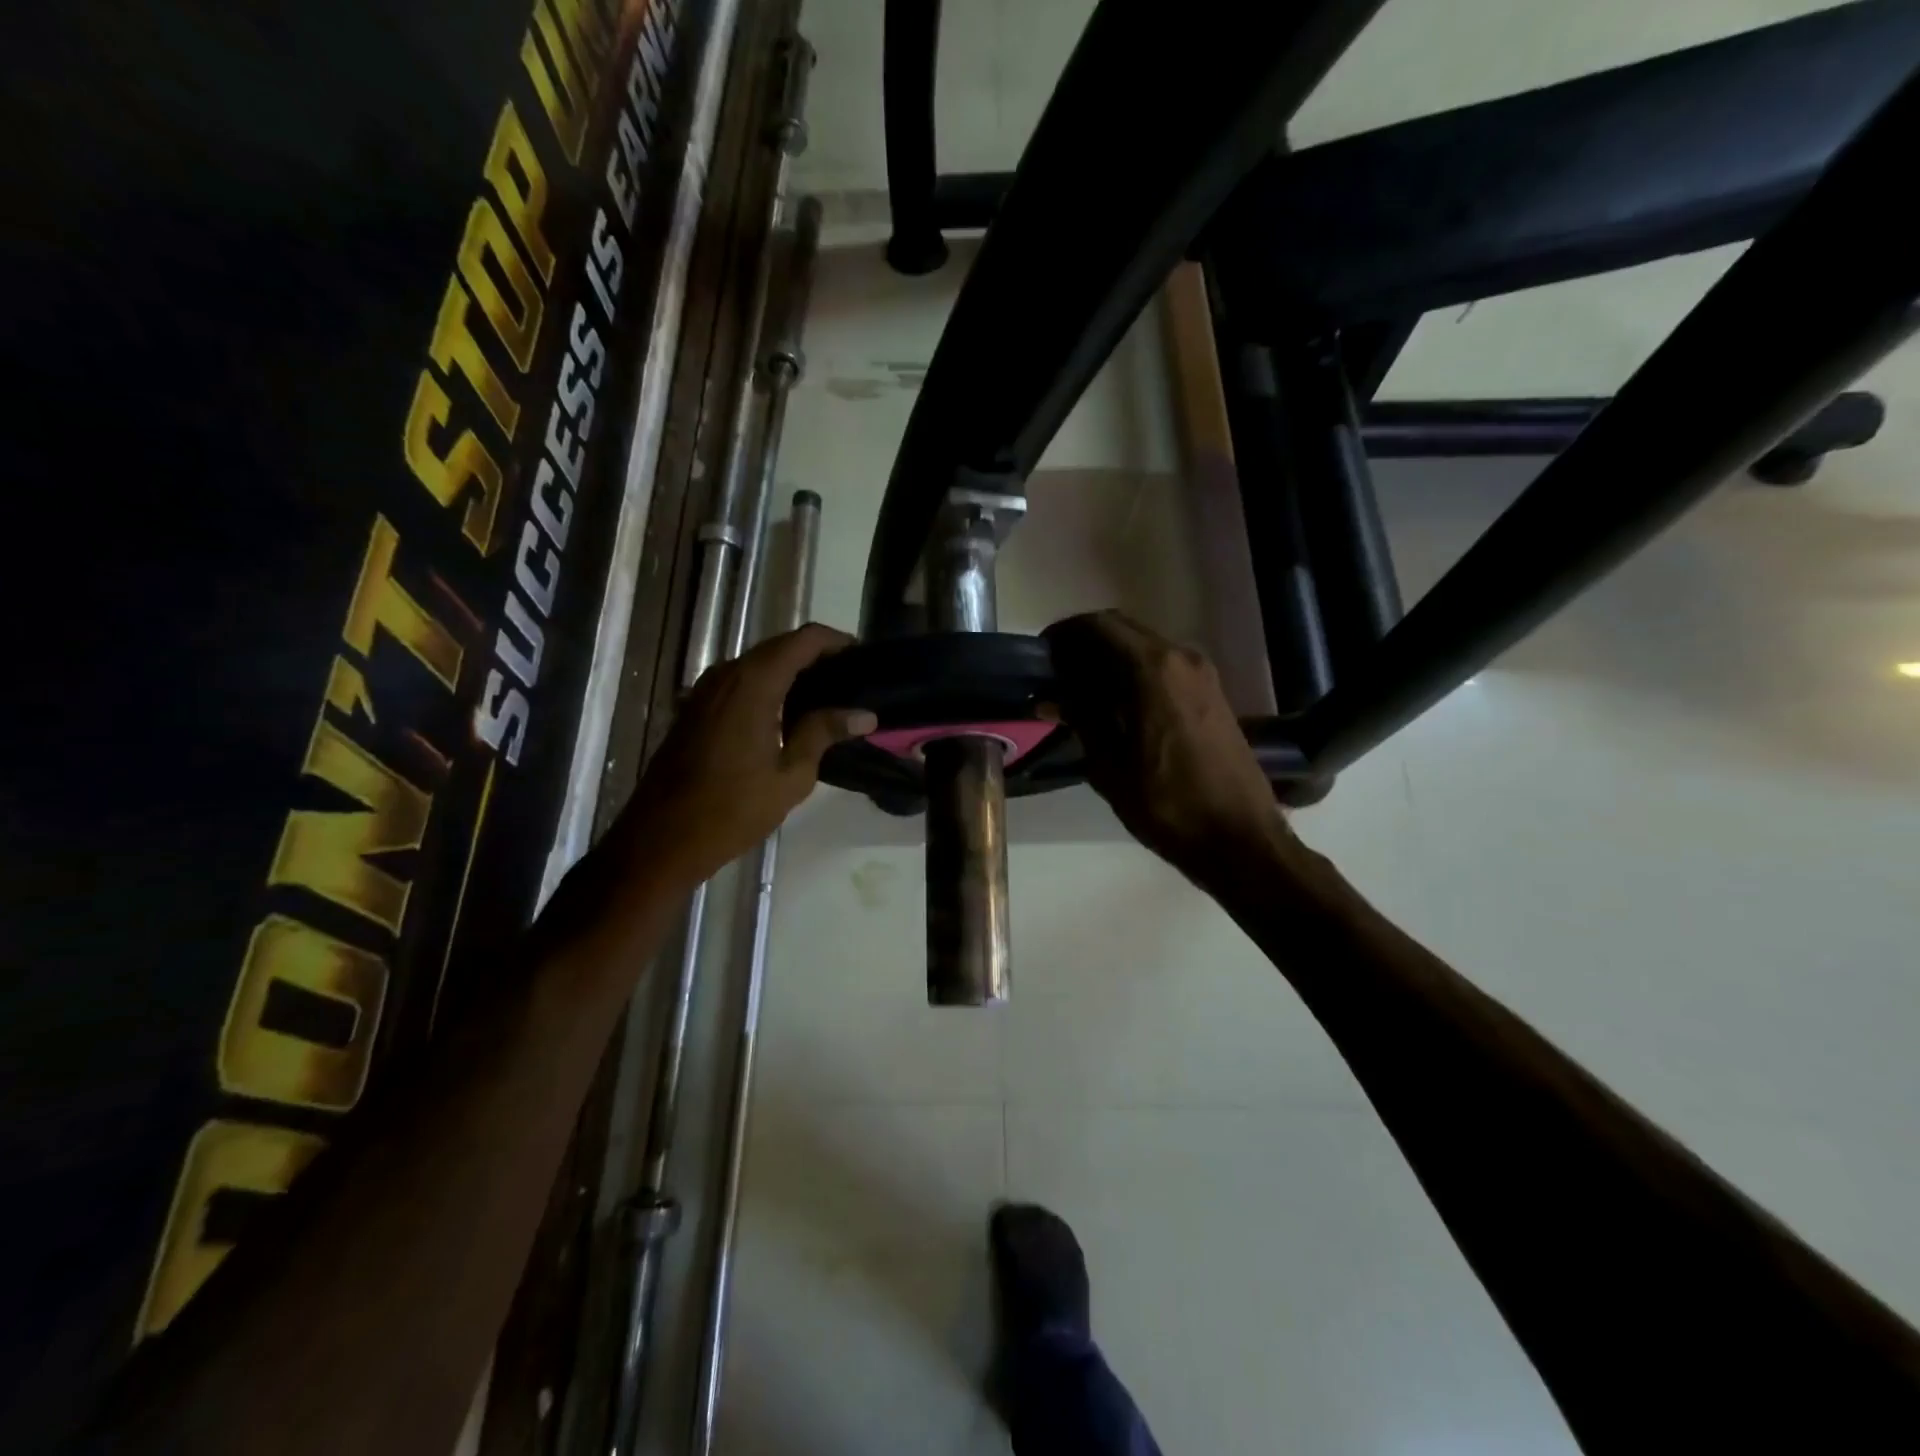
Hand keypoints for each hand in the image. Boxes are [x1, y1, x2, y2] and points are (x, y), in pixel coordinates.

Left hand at [621, 624, 874, 887]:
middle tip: (852, 682)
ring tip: (828, 699)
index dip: (836, 641)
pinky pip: (741, 683)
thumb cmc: (733, 809)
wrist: (662, 838)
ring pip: (759, 664)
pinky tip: (789, 716)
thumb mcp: (791, 775)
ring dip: (792, 673)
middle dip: (817, 657)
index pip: (803, 640)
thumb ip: (824, 733)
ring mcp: (706, 690)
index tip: (863, 657)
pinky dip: (769, 687)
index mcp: (754, 683)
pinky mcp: (696, 708)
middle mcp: (727, 674)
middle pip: (780, 647)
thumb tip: (864, 714)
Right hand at [1042, 611, 1290, 881]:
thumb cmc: (1168, 806)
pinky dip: (1133, 672)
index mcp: (1152, 669)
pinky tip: (1114, 705)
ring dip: (1109, 658)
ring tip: (1078, 692)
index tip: (1041, 656)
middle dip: (1084, 644)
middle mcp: (1181, 658)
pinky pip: (1162, 666)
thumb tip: (1054, 695)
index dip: (1064, 634)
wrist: (1240, 839)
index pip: (1098, 626)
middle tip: (1054, 674)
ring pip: (1143, 646)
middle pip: (1122, 629)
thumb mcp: (1110, 767)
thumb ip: (1082, 719)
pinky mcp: (1212, 693)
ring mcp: (1202, 674)